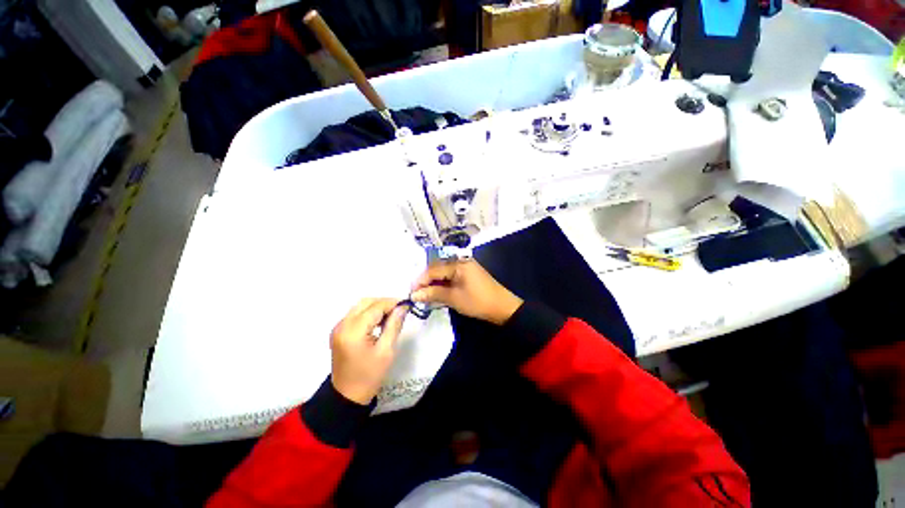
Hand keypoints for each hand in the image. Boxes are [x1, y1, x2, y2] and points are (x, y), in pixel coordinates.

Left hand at [330, 298, 407, 404]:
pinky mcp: (339, 331)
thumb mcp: (386, 351)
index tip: (406, 305)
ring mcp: (338, 327)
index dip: (392, 303)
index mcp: (354, 331)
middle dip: (384, 303)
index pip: (376, 307)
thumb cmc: (369, 376)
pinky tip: (378, 322)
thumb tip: (403, 307)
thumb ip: (394, 325)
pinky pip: (355, 314)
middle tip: (399, 311)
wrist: (347, 396)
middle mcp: (343, 325)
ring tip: (391, 317)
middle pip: (366, 302)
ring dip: (376, 307)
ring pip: (360, 306)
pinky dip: (368, 313)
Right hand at [411, 259, 522, 324]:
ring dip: (434, 283)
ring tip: (425, 295)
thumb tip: (413, 295)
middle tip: (417, 295)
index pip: (433, 269)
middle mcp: (461, 261)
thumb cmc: (477, 302)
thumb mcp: (453, 298)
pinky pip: (451, 276)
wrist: (502, 308)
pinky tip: (438, 292)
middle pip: (438, 269)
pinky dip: (443, 284)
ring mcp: (466, 267)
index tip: (411, 293)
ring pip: (444, 273)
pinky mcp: (469, 274)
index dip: (420, 281)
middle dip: (426, 281)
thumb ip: (433, 293)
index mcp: (458, 264)